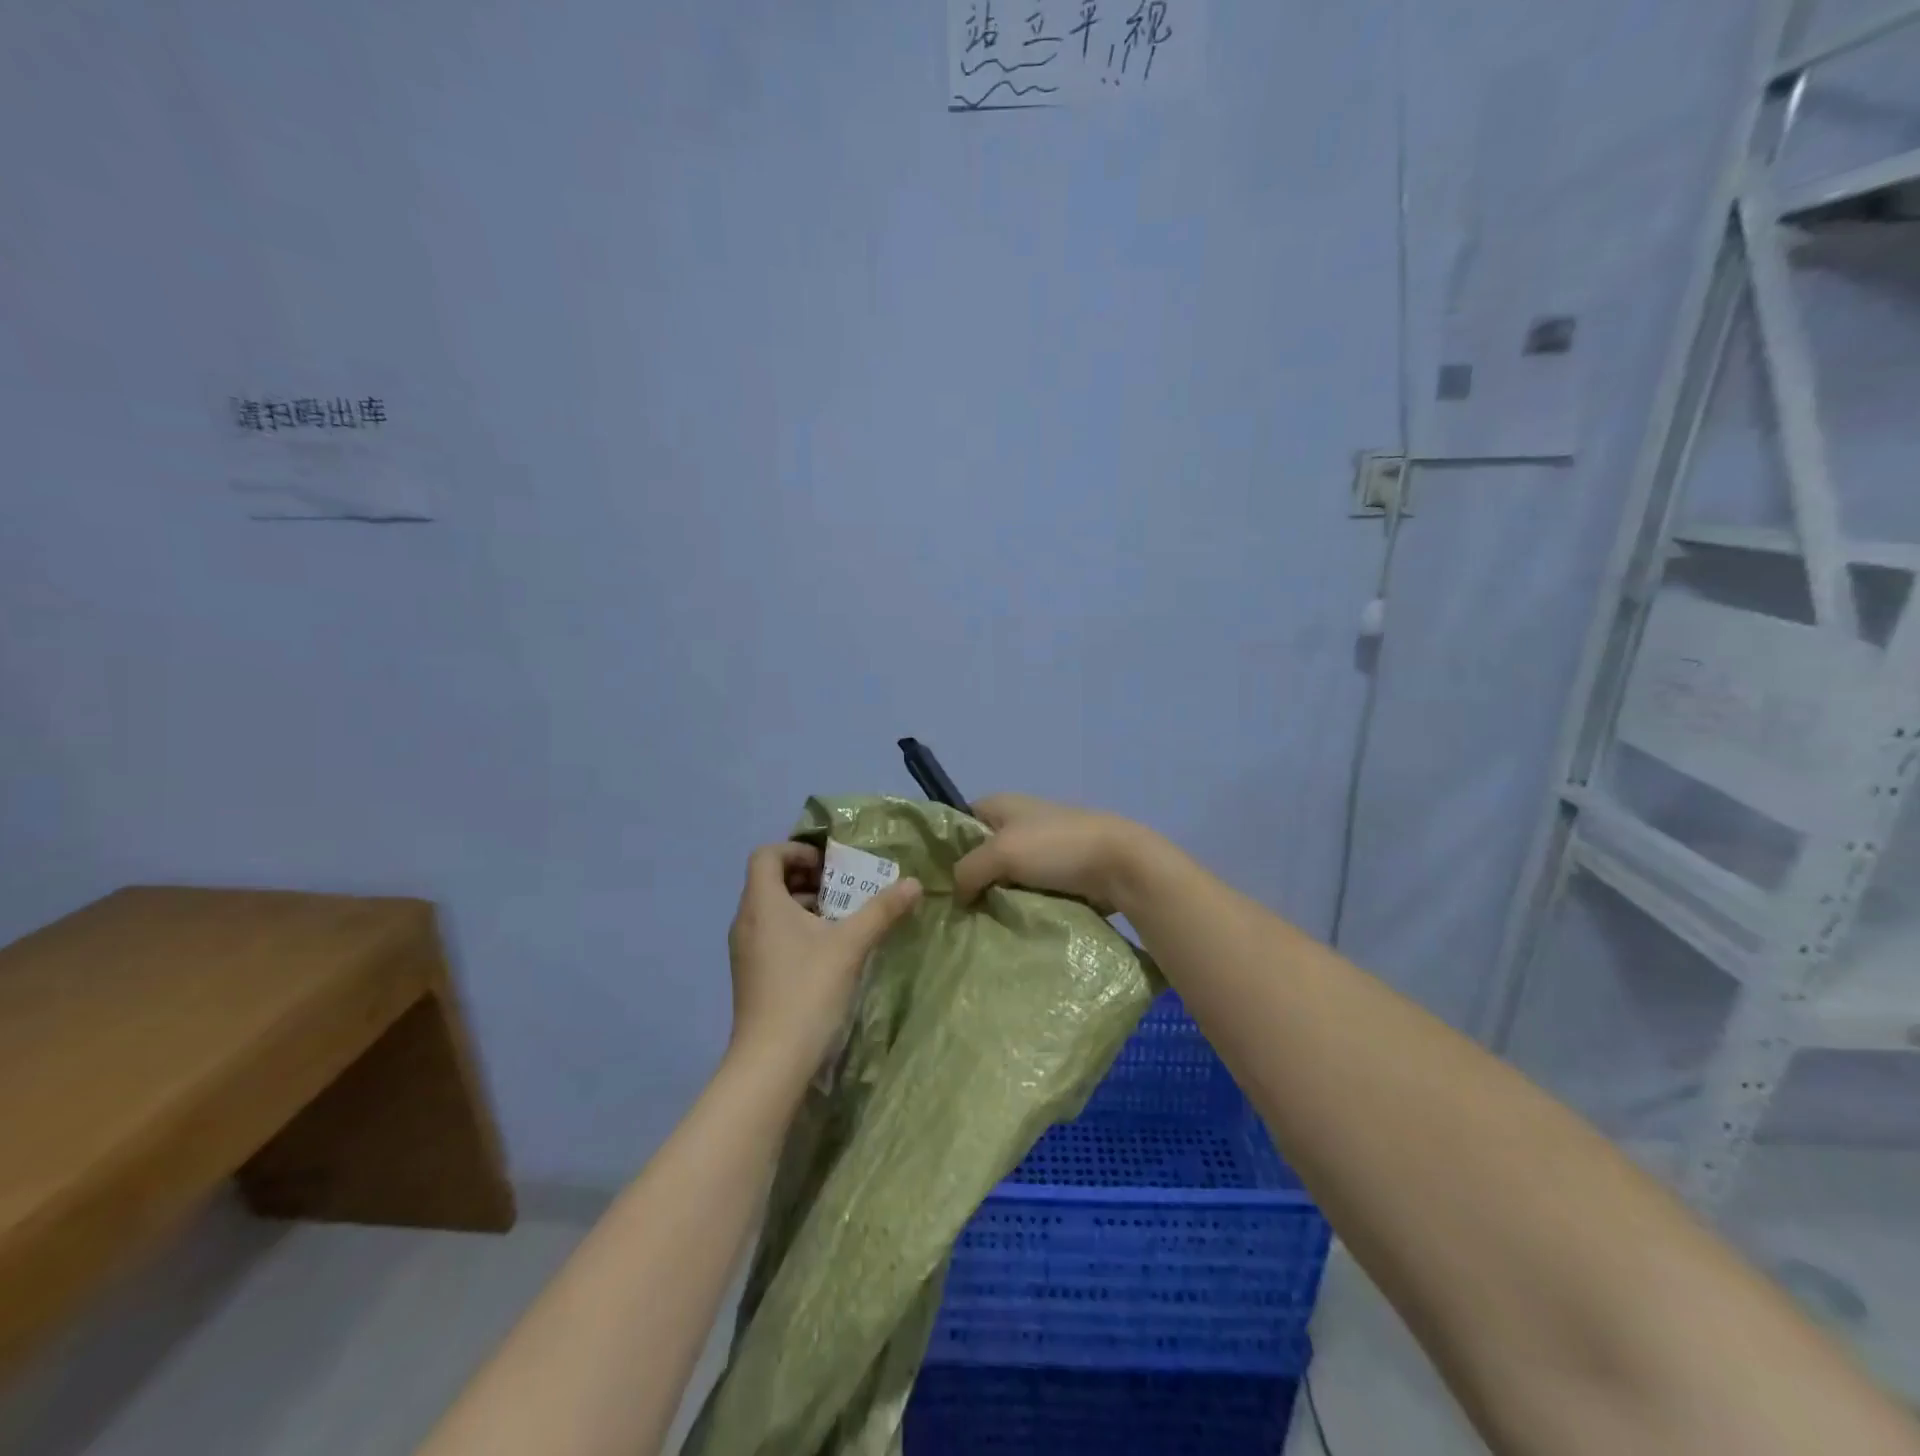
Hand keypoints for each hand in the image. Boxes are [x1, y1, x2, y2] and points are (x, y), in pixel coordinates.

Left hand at [725, 842, 921, 1091]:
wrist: (771, 1062)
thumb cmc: (807, 990)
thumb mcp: (851, 945)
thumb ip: (882, 910)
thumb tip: (914, 883)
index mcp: (761, 904)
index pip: (766, 855)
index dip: (796, 850)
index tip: (829, 864)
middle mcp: (746, 921)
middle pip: (768, 881)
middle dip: (807, 877)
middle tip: (843, 886)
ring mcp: (745, 951)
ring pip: (771, 910)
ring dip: (804, 904)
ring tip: (841, 916)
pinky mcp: (751, 975)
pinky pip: (770, 934)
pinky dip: (795, 929)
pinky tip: (827, 950)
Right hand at [952, 794, 1149, 914]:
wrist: (1120, 864)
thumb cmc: (1056, 847)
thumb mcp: (1001, 853)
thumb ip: (968, 869)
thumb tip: (957, 893)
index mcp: (1002, 803)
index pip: (959, 820)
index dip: (945, 846)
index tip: (931, 880)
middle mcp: (1018, 821)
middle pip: (981, 851)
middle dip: (969, 877)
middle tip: (950, 910)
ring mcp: (1041, 848)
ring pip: (1004, 874)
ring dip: (994, 895)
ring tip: (974, 923)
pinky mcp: (1059, 873)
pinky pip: (1027, 890)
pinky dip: (1018, 904)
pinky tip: (1004, 925)